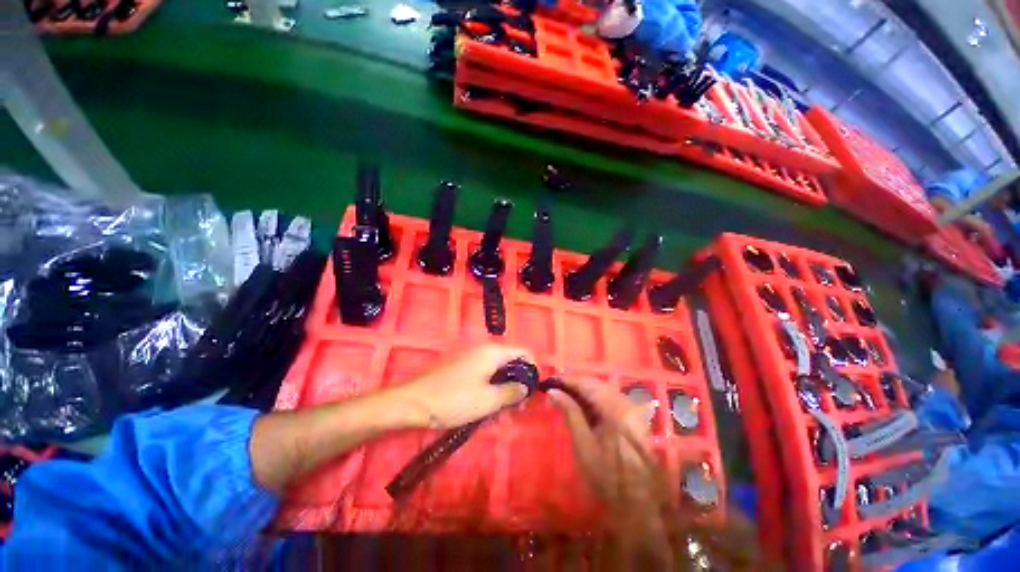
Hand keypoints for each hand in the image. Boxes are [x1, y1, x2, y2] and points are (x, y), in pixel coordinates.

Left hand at [387, 343, 534, 429]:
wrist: (412, 402)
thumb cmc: (454, 400)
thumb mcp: (488, 400)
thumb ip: (512, 392)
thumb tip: (527, 386)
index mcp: (493, 352)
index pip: (524, 352)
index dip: (533, 370)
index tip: (533, 392)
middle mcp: (484, 350)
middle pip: (511, 362)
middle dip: (517, 384)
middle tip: (517, 408)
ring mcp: (471, 358)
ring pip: (497, 371)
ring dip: (503, 389)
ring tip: (501, 413)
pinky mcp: (461, 367)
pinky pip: (483, 374)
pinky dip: (490, 388)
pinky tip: (485, 407)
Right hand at [547, 377, 659, 508]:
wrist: (638, 501)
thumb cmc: (607, 475)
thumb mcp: (584, 444)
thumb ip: (570, 412)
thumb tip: (553, 391)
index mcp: (615, 409)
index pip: (587, 384)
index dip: (567, 380)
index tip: (550, 381)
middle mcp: (626, 402)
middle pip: (596, 383)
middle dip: (574, 383)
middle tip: (555, 387)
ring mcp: (631, 408)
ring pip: (602, 389)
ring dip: (583, 389)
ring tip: (564, 393)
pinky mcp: (632, 415)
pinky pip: (609, 398)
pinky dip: (593, 398)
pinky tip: (581, 403)